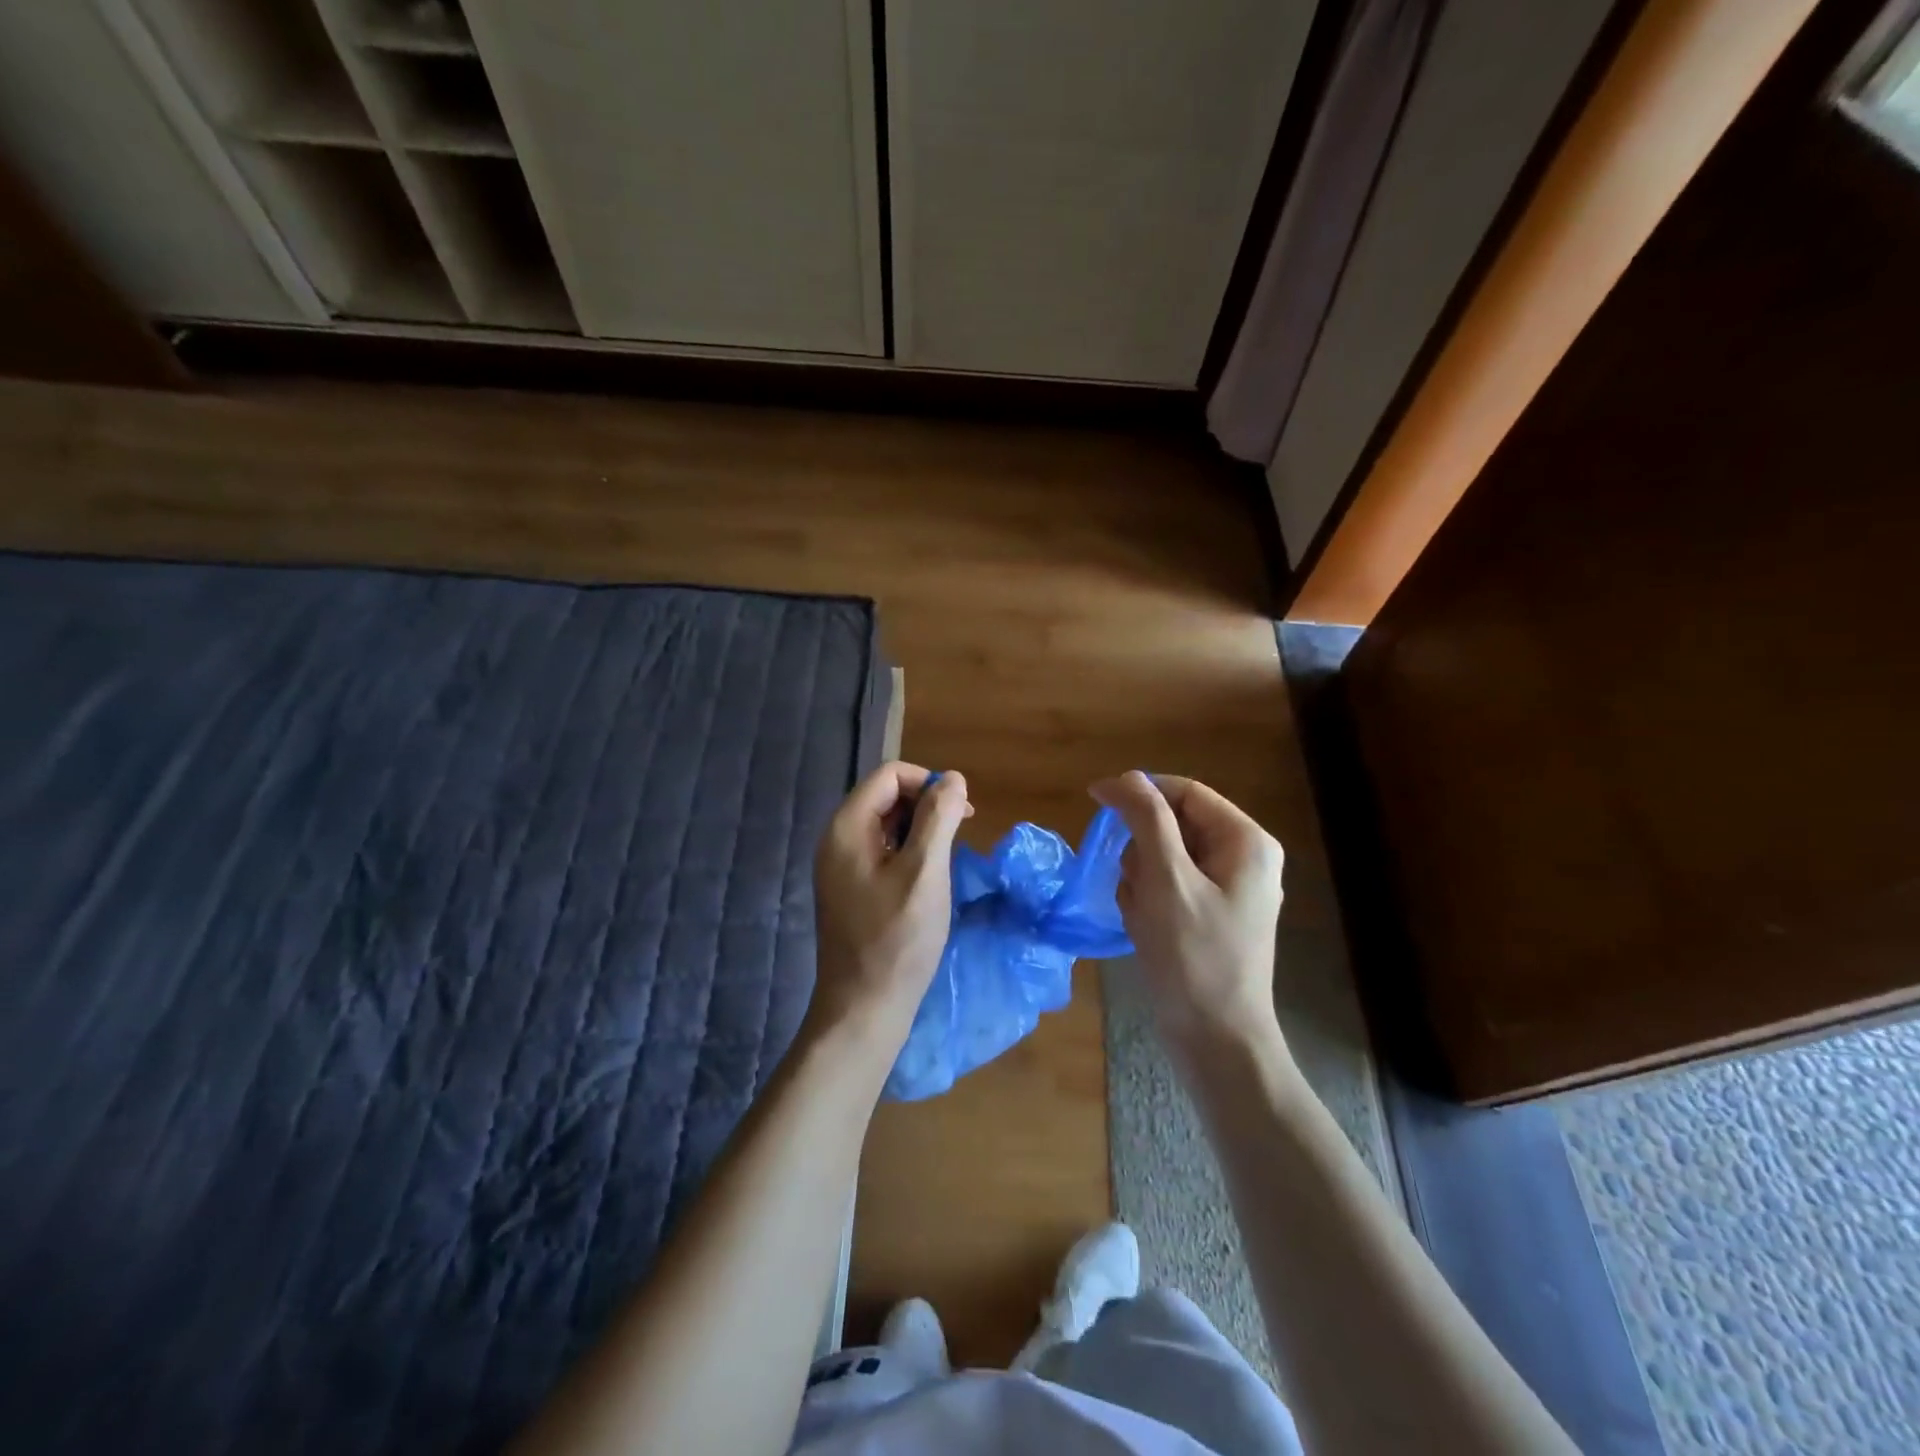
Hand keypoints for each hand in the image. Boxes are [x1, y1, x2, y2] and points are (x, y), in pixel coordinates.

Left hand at [808, 762, 970, 1047]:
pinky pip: (881, 850)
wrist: (863, 1008)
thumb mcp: (925, 872)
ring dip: (920, 830)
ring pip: (886, 824)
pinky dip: (908, 852)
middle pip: (885, 796)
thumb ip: (938, 818)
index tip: (960, 814)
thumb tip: (952, 777)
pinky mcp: (850, 887)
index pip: (889, 775)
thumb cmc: (897, 939)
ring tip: (945, 859)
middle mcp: (837, 839)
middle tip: (958, 836)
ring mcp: (840, 865)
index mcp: (847, 827)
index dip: (927, 783)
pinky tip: (927, 879)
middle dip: (925, 805)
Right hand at [1090, 771, 1286, 1056]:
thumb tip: (1124, 777)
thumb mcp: (1166, 879)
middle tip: (1131, 883)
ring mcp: (1230, 890)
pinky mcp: (1213, 916)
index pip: (1185, 792)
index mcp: (1246, 842)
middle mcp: (1244, 859)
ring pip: (1166, 858)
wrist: (1217, 1041)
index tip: (1095, 801)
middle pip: (1175, 825)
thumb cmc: (1193, 956)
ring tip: (1139, 913)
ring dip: (1141, 879)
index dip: (1140, 791)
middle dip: (1142, 849)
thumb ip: (1147, 819)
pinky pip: (1170, 887)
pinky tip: (1144, 929)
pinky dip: (1148, 901)